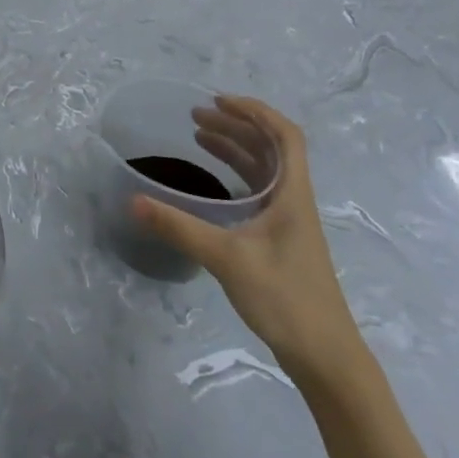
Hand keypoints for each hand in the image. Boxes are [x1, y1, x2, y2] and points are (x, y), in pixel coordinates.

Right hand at [133, 97, 360, 378]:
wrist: (325, 356)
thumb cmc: (284, 298)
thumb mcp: (226, 258)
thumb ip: (179, 228)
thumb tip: (133, 201)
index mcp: (293, 194)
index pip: (285, 136)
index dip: (255, 111)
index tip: (219, 100)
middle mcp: (294, 201)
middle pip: (271, 148)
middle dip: (236, 126)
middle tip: (196, 117)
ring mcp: (290, 222)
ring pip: (265, 170)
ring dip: (236, 149)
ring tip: (200, 137)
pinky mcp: (282, 241)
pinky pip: (259, 192)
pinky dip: (237, 176)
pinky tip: (214, 183)